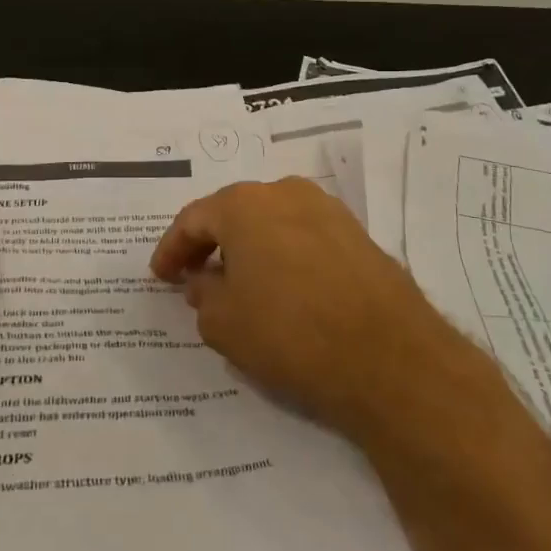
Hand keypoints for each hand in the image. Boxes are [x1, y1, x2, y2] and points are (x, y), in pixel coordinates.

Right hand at [149, 178, 454, 436]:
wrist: (389, 358)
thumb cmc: (290, 334)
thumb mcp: (223, 323)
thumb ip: (203, 294)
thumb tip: (206, 281)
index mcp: (244, 204)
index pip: (194, 219)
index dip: (171, 249)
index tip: (160, 276)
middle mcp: (285, 192)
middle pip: (234, 213)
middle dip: (210, 244)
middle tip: (194, 277)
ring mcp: (328, 211)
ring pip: (272, 223)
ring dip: (250, 249)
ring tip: (238, 284)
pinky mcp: (358, 235)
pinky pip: (304, 238)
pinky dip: (283, 256)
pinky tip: (282, 289)